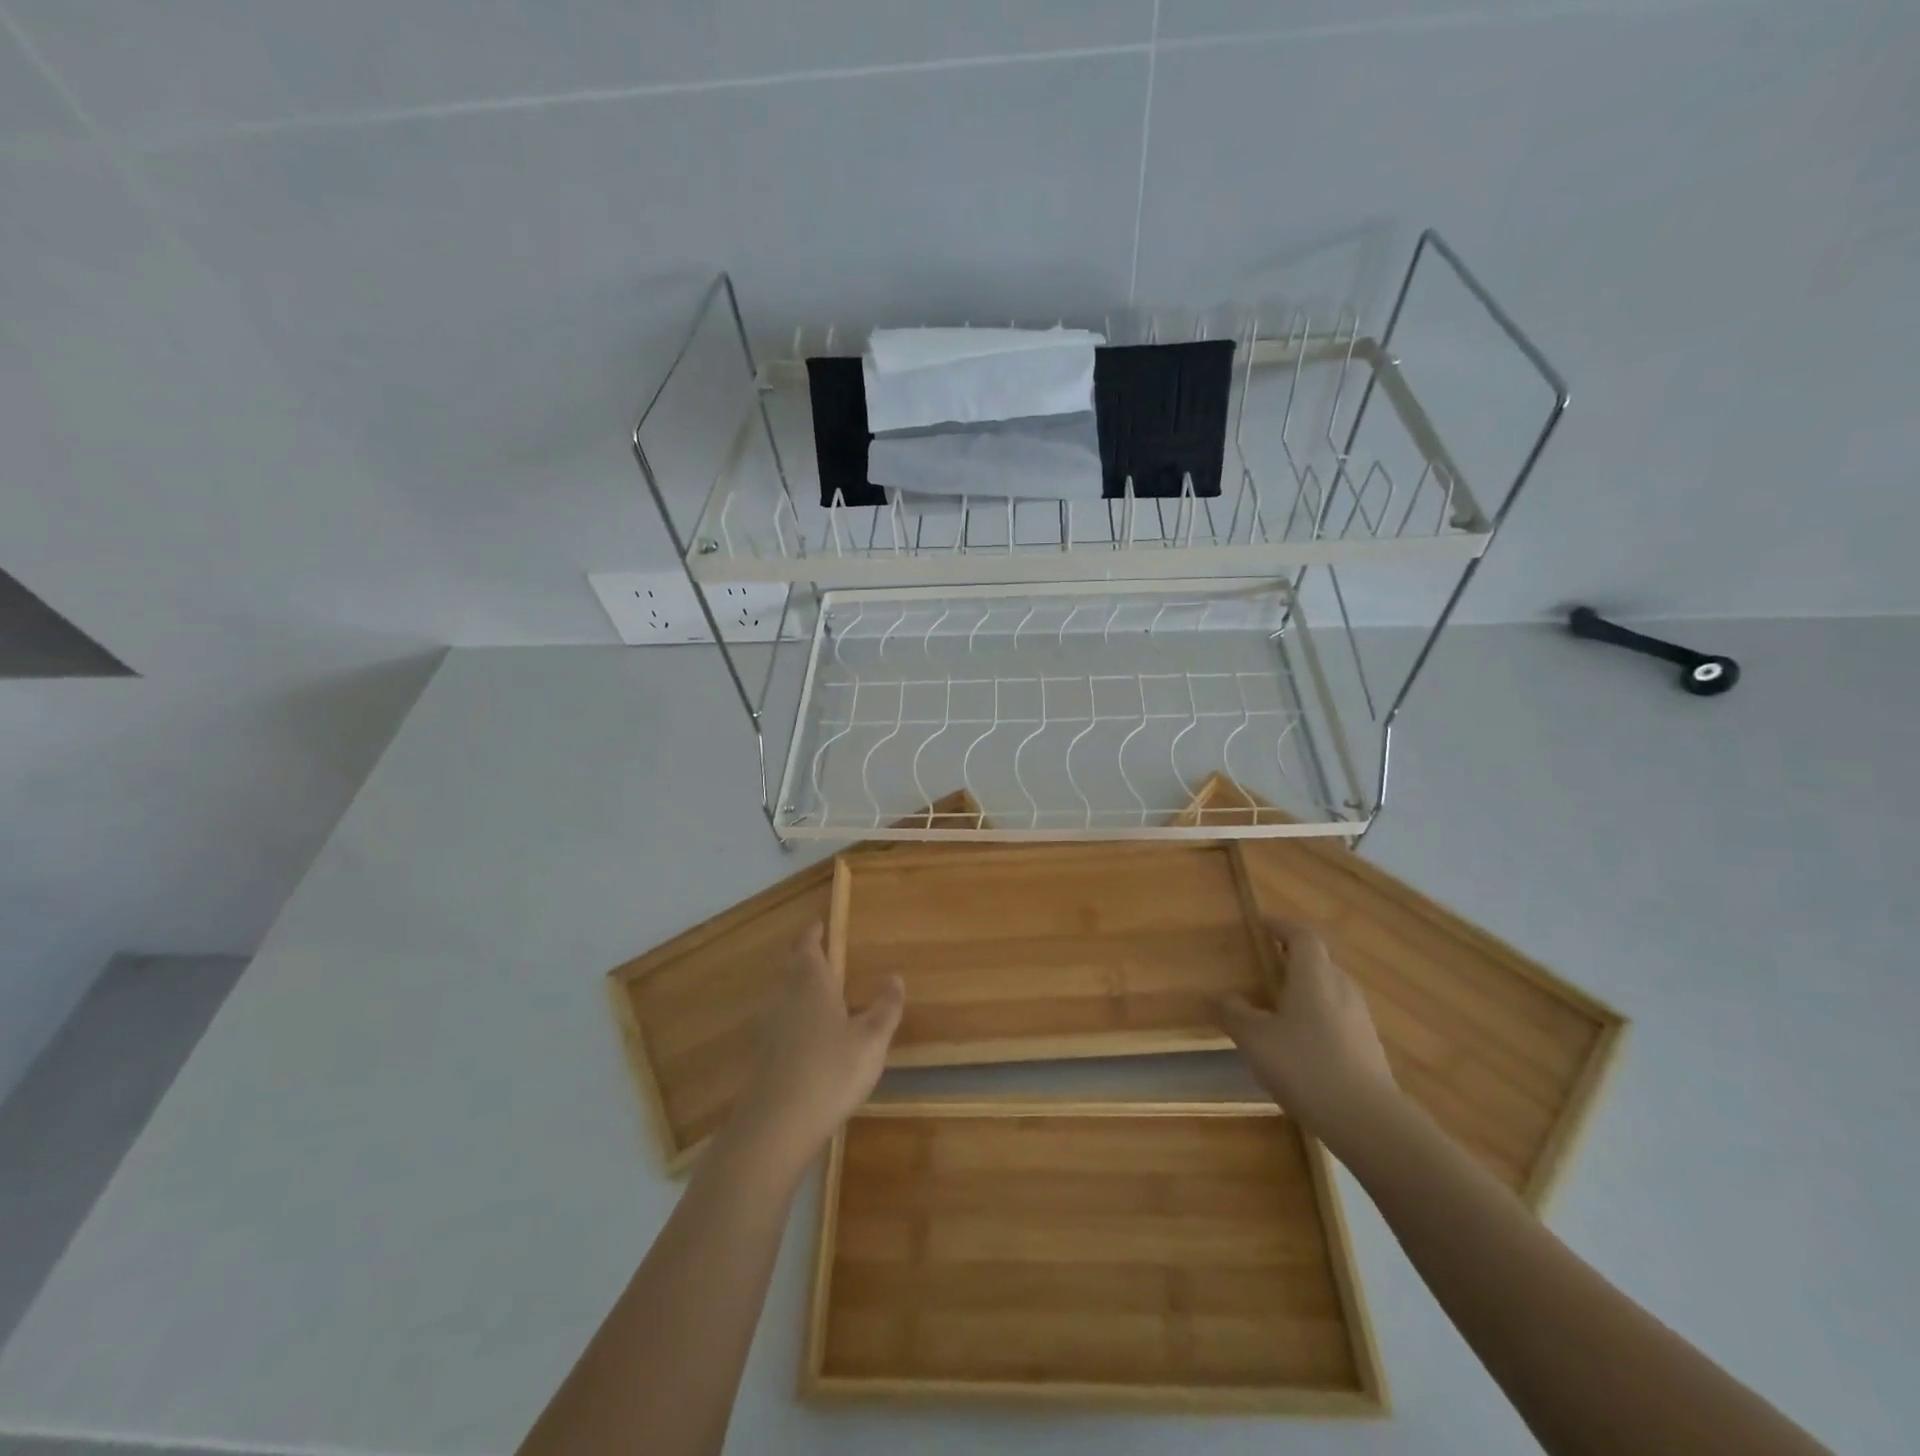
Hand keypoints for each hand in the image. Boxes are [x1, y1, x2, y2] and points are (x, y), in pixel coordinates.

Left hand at [728, 923, 903, 1174]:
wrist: (777, 1125)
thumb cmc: (830, 1072)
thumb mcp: (871, 1040)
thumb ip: (885, 1008)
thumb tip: (895, 977)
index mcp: (811, 985)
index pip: (807, 947)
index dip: (812, 934)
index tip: (818, 924)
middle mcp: (786, 998)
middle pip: (790, 967)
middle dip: (802, 955)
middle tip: (816, 948)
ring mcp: (770, 1027)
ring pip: (782, 992)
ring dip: (795, 983)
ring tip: (815, 986)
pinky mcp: (764, 1054)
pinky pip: (779, 1018)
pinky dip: (792, 1012)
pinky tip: (804, 1031)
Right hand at [1218, 917, 1399, 1149]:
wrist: (1368, 1121)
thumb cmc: (1305, 1066)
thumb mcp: (1255, 1039)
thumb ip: (1236, 1013)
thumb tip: (1228, 998)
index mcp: (1314, 975)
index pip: (1301, 935)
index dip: (1281, 926)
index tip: (1261, 925)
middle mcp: (1341, 987)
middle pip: (1318, 960)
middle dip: (1291, 957)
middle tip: (1264, 965)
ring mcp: (1359, 1018)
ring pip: (1329, 989)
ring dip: (1305, 988)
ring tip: (1278, 1004)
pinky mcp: (1368, 1046)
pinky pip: (1337, 1016)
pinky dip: (1317, 1015)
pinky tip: (1299, 1042)